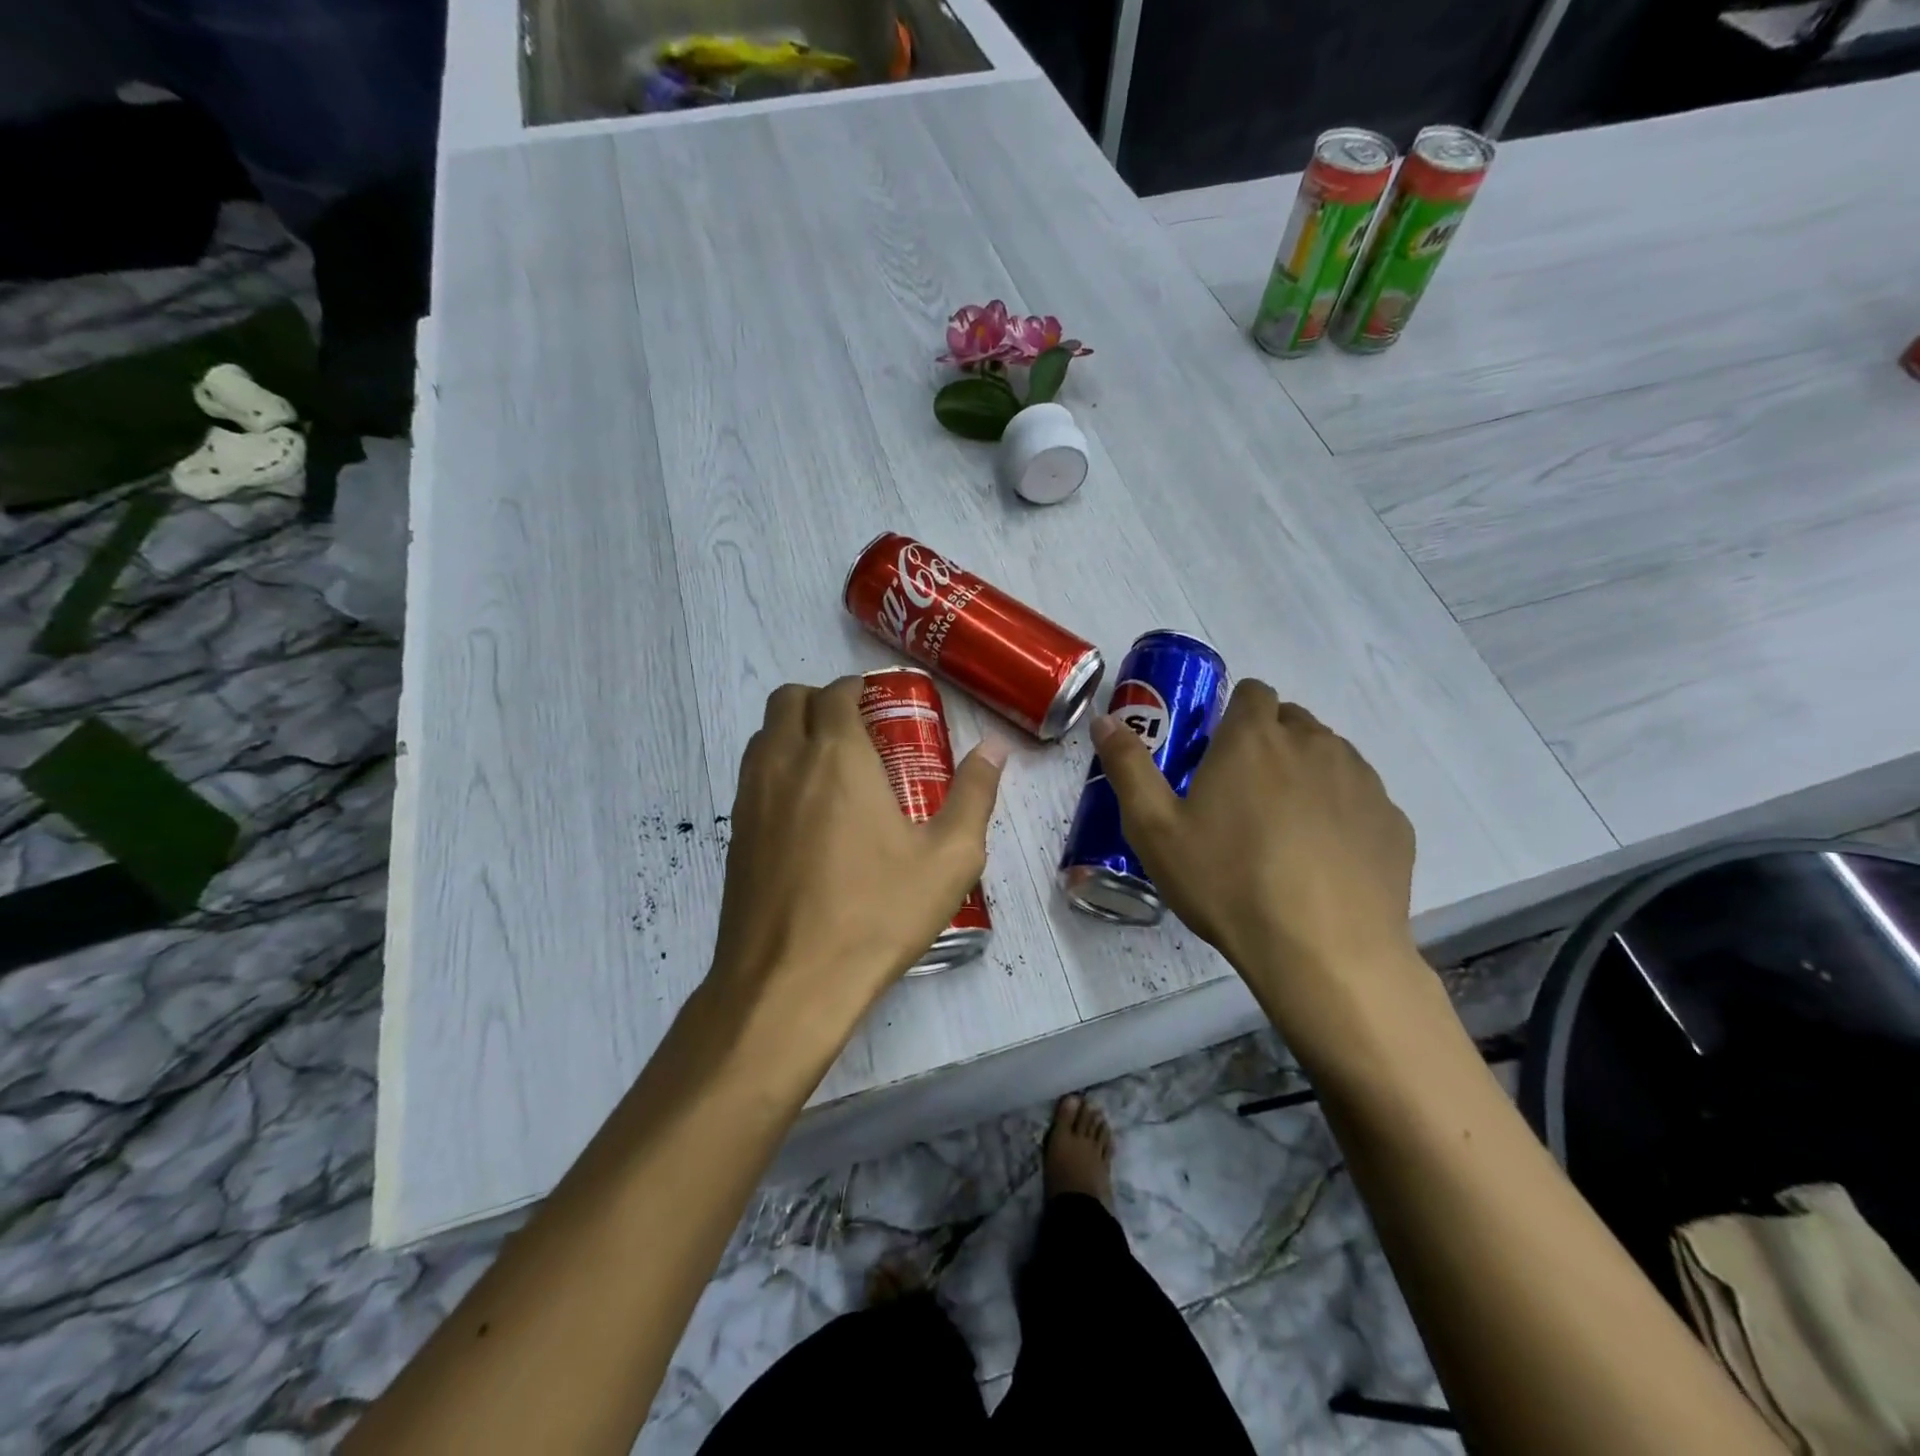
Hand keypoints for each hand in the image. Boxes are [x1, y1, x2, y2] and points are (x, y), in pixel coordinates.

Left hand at [709, 677, 1007, 1044]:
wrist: (788, 983)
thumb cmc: (876, 914)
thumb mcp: (949, 858)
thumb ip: (975, 794)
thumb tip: (995, 748)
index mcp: (836, 756)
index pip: (835, 693)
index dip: (857, 689)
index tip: (880, 704)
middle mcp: (784, 763)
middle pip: (788, 700)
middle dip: (820, 700)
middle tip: (857, 729)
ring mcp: (750, 798)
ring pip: (763, 735)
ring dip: (793, 731)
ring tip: (833, 767)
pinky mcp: (734, 834)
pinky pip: (752, 776)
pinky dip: (776, 768)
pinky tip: (808, 813)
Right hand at [1090, 680, 1419, 1025]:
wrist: (1323, 952)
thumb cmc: (1227, 882)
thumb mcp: (1154, 830)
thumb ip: (1128, 767)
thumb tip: (1104, 720)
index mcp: (1254, 738)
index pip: (1253, 692)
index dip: (1234, 714)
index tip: (1218, 753)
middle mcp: (1314, 744)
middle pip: (1292, 721)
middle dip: (1268, 742)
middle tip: (1242, 795)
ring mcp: (1362, 781)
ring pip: (1330, 756)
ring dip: (1306, 774)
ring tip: (1283, 830)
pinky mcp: (1393, 822)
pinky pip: (1361, 799)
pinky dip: (1341, 813)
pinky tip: (1322, 860)